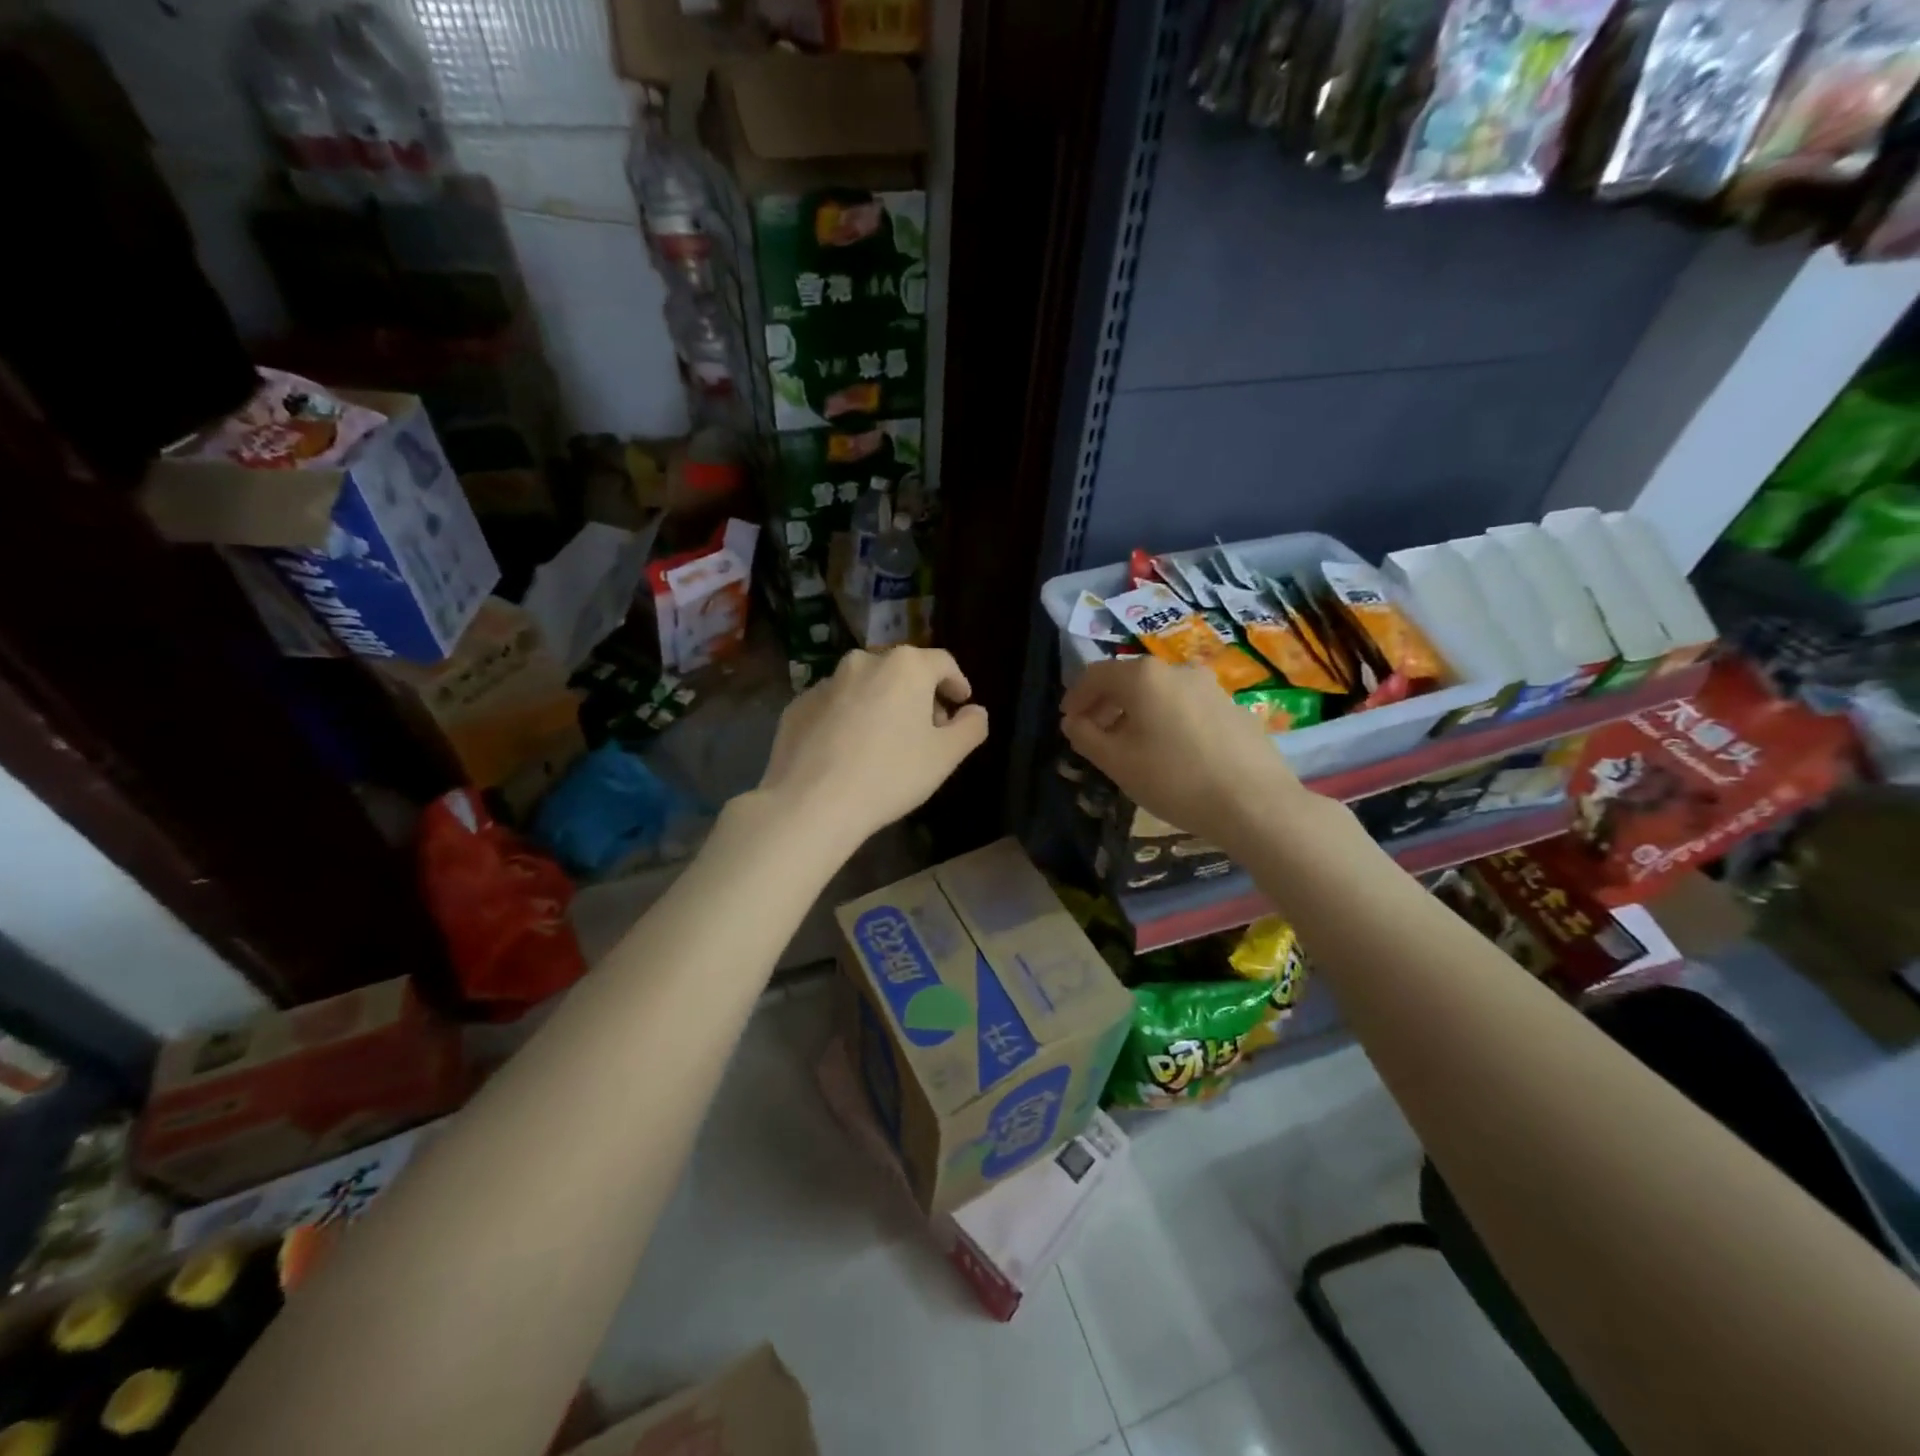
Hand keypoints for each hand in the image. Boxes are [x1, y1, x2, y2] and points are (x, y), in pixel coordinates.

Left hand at [757, 647, 988, 849]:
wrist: (812, 802)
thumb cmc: (891, 774)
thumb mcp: (945, 756)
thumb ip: (970, 728)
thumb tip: (975, 711)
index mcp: (905, 666)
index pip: (943, 663)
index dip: (956, 683)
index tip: (961, 704)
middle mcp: (864, 662)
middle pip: (902, 671)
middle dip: (919, 695)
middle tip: (927, 729)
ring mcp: (825, 682)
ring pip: (865, 686)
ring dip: (881, 704)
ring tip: (885, 742)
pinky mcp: (797, 705)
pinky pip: (834, 706)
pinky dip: (848, 719)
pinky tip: (849, 751)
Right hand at [1061, 657, 1302, 853]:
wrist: (1255, 803)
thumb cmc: (1175, 780)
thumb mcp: (1117, 762)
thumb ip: (1086, 736)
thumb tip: (1073, 721)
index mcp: (1144, 677)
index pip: (1096, 674)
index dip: (1076, 696)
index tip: (1068, 722)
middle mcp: (1177, 670)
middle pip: (1129, 680)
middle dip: (1106, 704)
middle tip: (1094, 734)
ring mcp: (1210, 686)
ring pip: (1160, 693)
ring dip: (1137, 713)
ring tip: (1131, 746)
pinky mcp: (1233, 707)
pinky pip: (1186, 706)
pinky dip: (1166, 720)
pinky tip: (1171, 752)